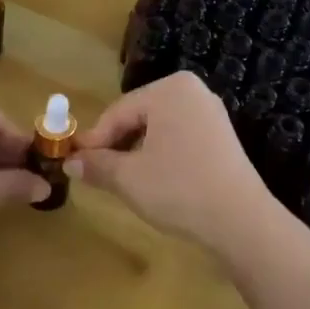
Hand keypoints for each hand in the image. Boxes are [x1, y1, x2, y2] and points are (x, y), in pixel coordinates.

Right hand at [70, 73, 278, 261]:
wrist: (239, 219)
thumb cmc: (178, 188)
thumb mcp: (129, 177)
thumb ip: (97, 164)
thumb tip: (69, 162)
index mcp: (170, 89)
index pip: (118, 111)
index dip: (94, 140)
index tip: (74, 163)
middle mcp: (193, 91)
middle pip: (139, 116)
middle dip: (117, 144)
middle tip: (96, 172)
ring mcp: (211, 113)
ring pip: (159, 128)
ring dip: (137, 151)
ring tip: (122, 179)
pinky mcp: (222, 136)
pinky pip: (180, 137)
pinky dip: (161, 154)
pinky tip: (153, 179)